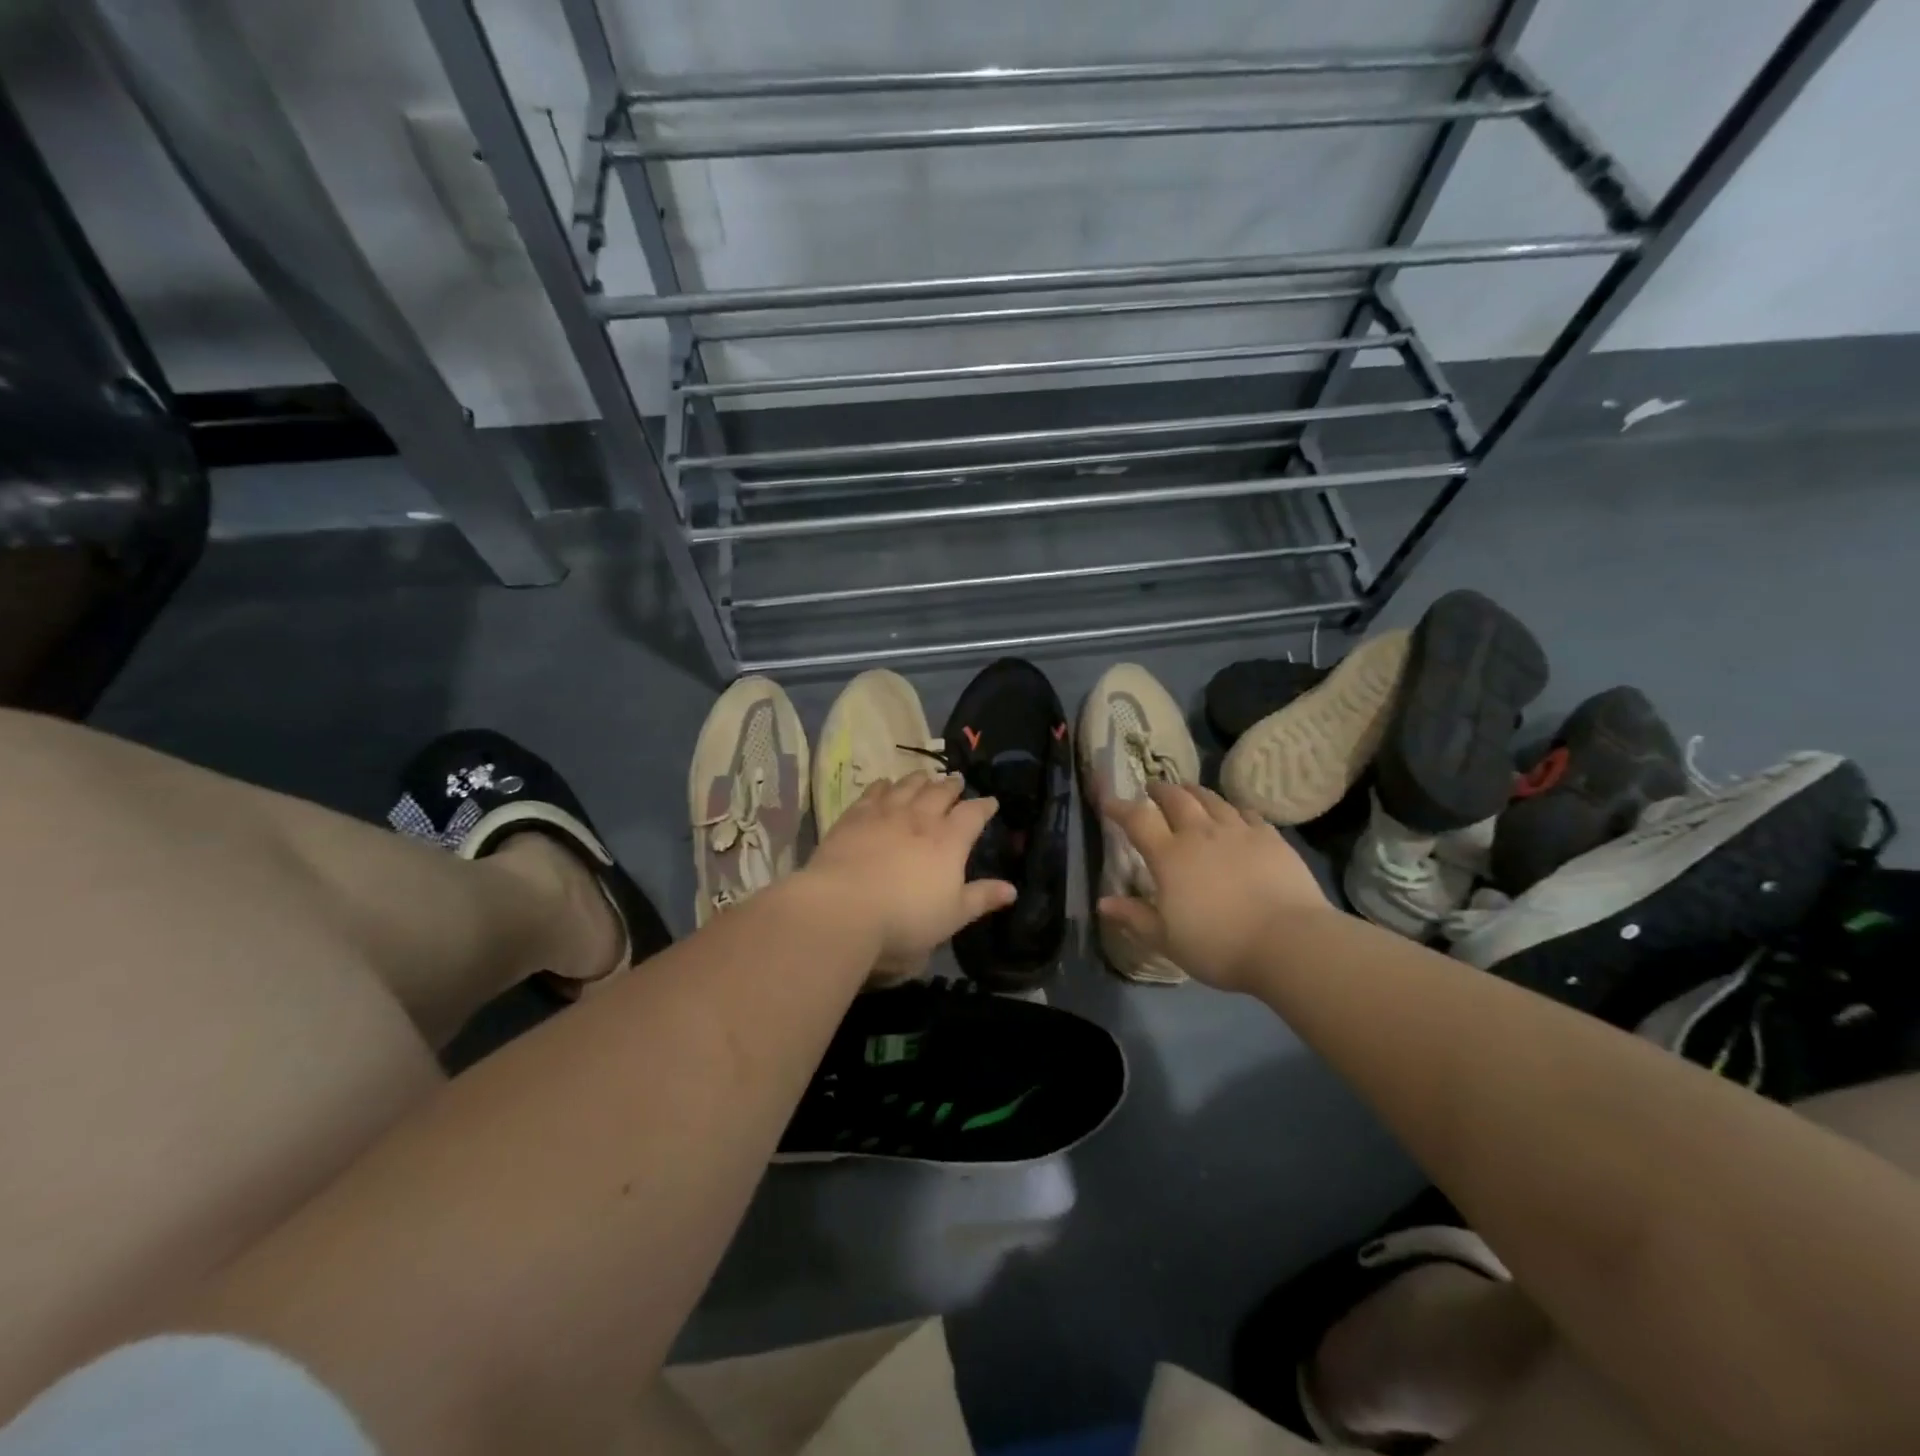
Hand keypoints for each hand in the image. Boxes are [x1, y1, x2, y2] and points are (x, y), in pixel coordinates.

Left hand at [802, 772, 1015, 975]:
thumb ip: (981, 898)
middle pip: (940, 792)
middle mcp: (921, 818)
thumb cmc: (905, 918)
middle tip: (957, 780)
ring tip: (926, 777)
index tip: (991, 802)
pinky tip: (885, 783)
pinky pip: (874, 791)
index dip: (984, 806)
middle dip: (952, 786)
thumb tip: (1012, 889)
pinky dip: (884, 785)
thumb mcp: (952, 916)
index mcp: (950, 840)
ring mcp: (886, 813)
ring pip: (908, 786)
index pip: (973, 814)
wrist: (844, 907)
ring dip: (920, 780)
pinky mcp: (855, 816)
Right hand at [1097, 782, 1331, 990]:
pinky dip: (1233, 809)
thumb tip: (1103, 902)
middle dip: (1160, 791)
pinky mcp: (1271, 838)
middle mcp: (1201, 834)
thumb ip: (1134, 917)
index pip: (1137, 819)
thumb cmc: (1219, 945)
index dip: (1119, 807)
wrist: (1288, 943)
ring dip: (1194, 792)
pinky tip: (1234, 815)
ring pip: (1212, 799)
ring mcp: (1239, 832)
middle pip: (1176, 799)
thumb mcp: (1166, 940)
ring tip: (1188, 791)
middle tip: (1152, 789)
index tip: (1107, 801)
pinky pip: (1247, 813)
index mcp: (1170, 856)